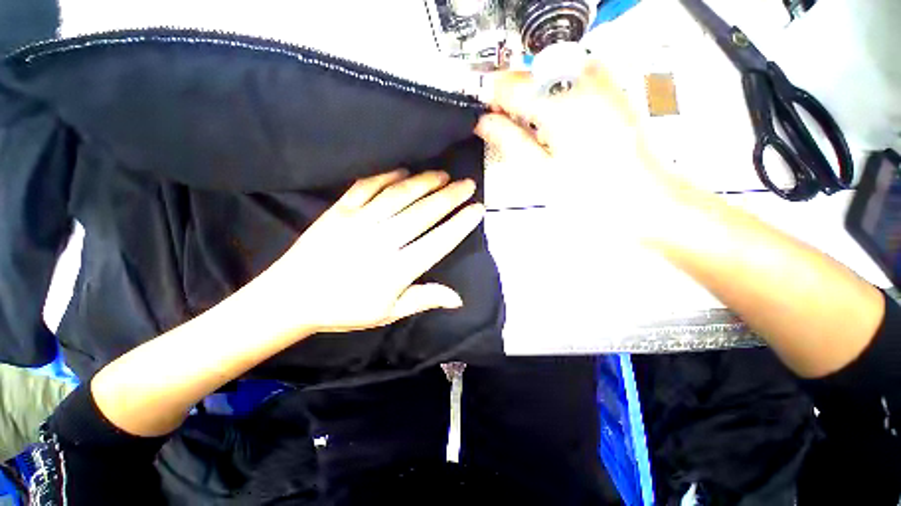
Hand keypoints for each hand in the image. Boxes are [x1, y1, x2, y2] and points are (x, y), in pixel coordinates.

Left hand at [248, 169, 484, 335]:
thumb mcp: (388, 312)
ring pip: (400, 196)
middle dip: (450, 197)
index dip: (460, 225)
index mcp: (397, 270)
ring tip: (443, 175)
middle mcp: (383, 241)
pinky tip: (403, 171)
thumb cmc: (345, 309)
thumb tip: (458, 298)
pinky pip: (367, 187)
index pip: (438, 242)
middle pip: (424, 213)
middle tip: (467, 184)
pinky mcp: (339, 210)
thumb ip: (424, 299)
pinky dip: (387, 176)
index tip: (477, 209)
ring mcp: (360, 222)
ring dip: (425, 182)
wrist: (291, 298)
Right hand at [476, 62, 677, 237]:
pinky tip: (554, 121)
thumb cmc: (592, 192)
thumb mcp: (540, 171)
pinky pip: (568, 77)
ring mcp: (600, 79)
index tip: (480, 113)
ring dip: (530, 96)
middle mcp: (582, 79)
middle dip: (509, 97)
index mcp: (560, 102)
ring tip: (530, 129)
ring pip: (546, 73)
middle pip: (527, 73)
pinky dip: (552, 94)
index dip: (488, 97)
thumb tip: (483, 122)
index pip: (508, 83)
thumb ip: (508, 140)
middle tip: (504, 125)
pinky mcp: (610, 86)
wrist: (641, 195)